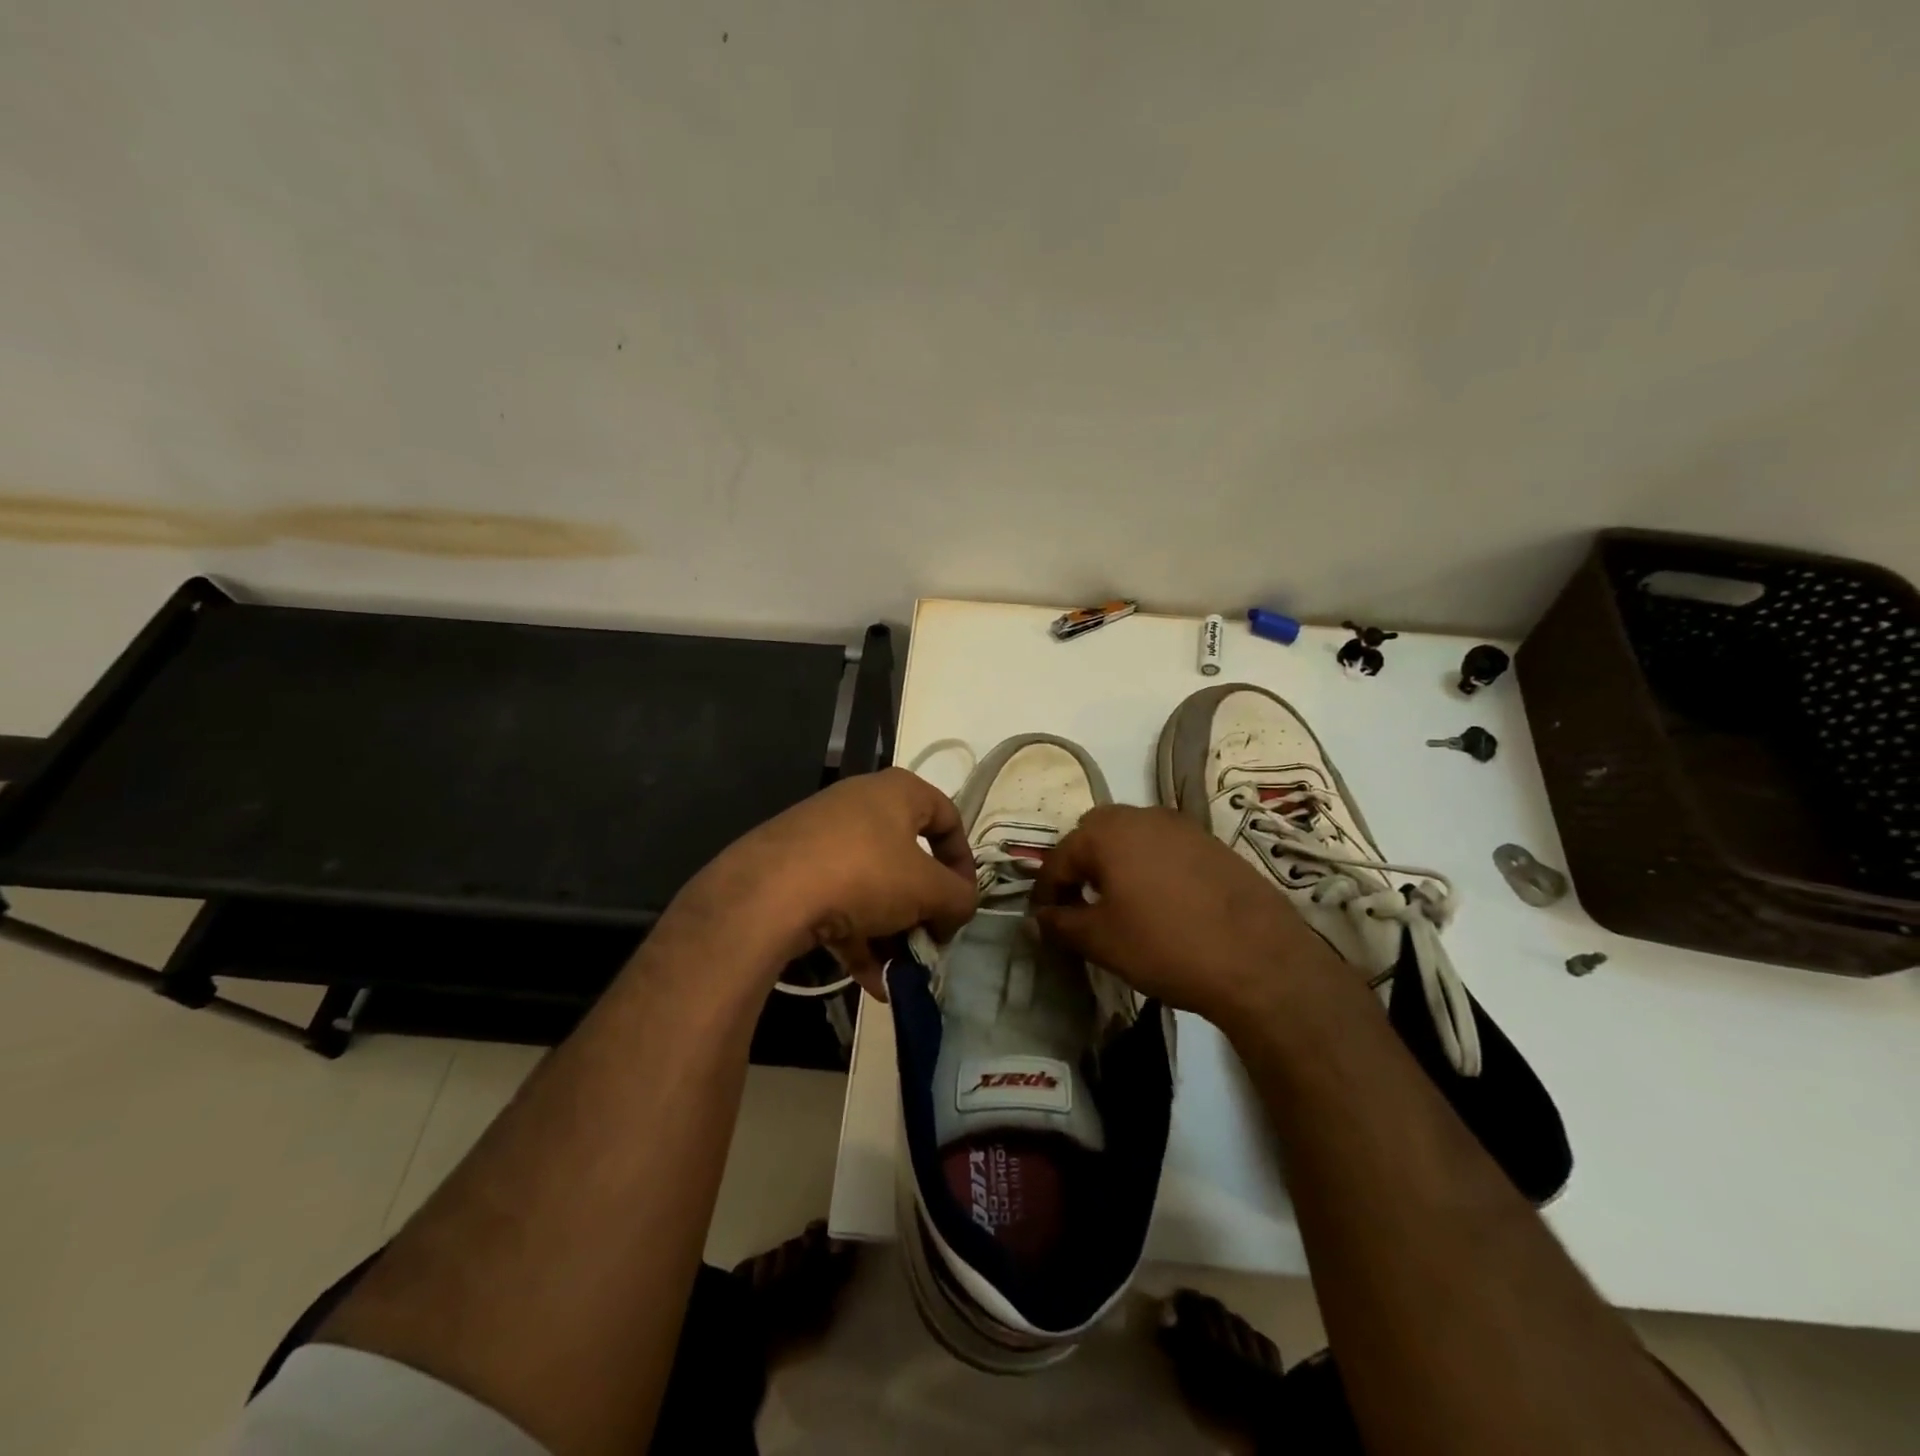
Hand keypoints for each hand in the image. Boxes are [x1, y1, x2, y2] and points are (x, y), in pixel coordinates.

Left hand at [673, 768, 976, 997]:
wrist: (769, 893)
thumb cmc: (865, 874)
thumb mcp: (927, 889)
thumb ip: (958, 898)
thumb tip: (959, 908)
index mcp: (897, 792)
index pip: (947, 817)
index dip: (963, 862)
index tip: (962, 902)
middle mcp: (860, 805)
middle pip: (908, 859)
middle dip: (923, 909)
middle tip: (930, 942)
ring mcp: (822, 836)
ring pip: (872, 886)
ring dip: (892, 932)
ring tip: (901, 973)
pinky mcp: (794, 869)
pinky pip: (839, 902)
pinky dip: (859, 938)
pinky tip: (872, 982)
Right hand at [1033, 805, 1344, 1032]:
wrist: (1259, 960)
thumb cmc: (1165, 945)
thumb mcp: (1101, 941)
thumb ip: (1060, 924)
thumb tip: (1037, 918)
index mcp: (1108, 832)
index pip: (1060, 857)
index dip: (1045, 890)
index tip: (1043, 919)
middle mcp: (1143, 816)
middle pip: (1096, 834)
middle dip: (1080, 866)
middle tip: (1078, 904)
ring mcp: (1183, 826)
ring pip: (1133, 838)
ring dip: (1116, 864)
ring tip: (1118, 904)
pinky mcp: (1213, 844)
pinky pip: (1166, 848)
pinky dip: (1150, 867)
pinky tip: (1160, 903)